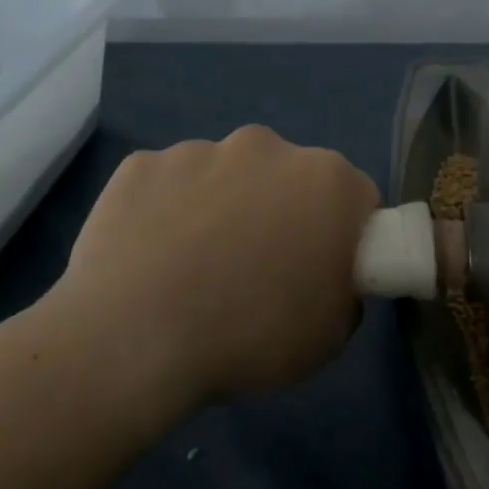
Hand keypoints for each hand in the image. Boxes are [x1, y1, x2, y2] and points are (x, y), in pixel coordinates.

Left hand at [22, 126, 380, 424]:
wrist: (133, 340)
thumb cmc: (251, 336)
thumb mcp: (331, 334)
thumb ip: (343, 288)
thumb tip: (324, 275)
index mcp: (327, 181)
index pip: (355, 199)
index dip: (344, 236)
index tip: (322, 271)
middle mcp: (268, 147)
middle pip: (289, 178)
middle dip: (283, 213)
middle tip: (259, 271)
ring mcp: (199, 150)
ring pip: (226, 177)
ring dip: (223, 208)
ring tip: (195, 269)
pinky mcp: (142, 164)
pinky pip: (169, 185)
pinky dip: (168, 211)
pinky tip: (152, 258)